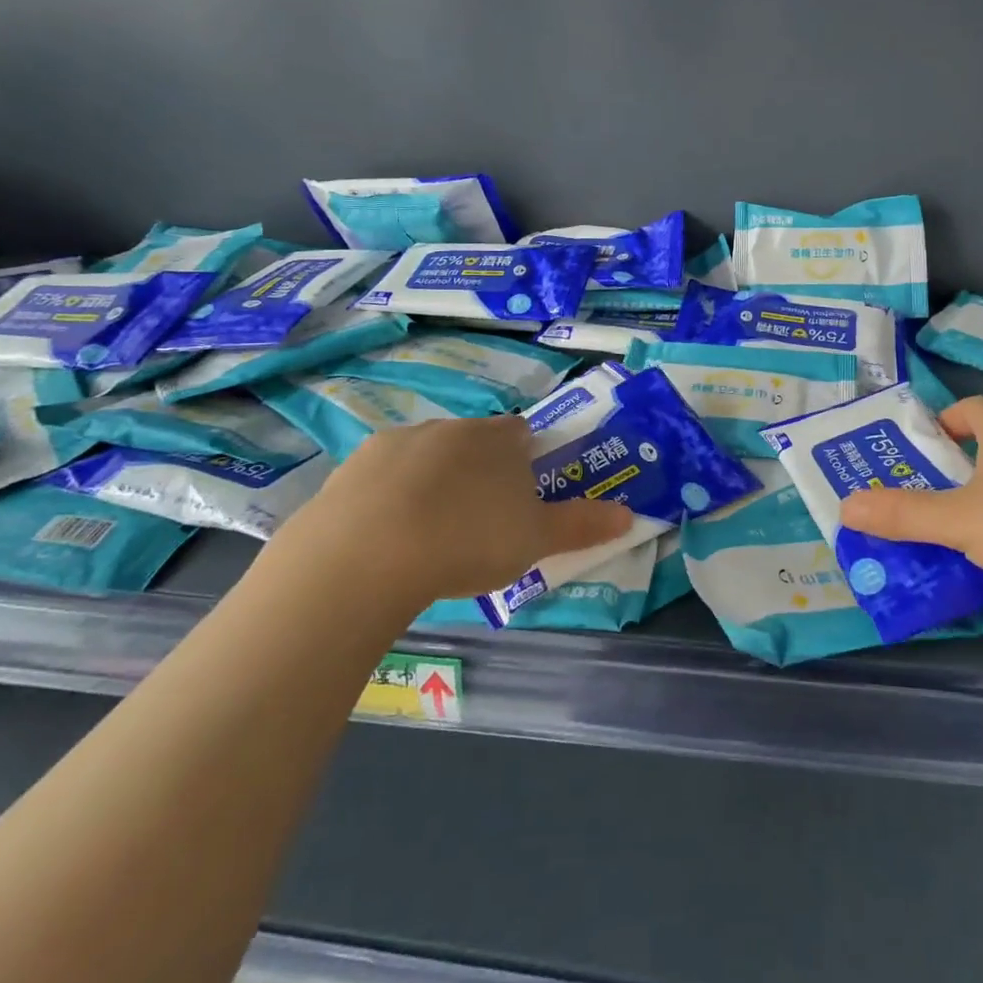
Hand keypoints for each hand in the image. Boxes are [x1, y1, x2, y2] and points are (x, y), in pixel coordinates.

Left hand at [284, 416, 633, 606]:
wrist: (367, 555)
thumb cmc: (468, 540)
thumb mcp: (536, 540)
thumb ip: (582, 525)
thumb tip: (630, 515)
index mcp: (497, 439)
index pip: (521, 432)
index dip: (526, 459)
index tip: (522, 495)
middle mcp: (449, 428)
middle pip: (473, 442)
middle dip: (479, 471)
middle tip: (479, 522)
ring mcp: (396, 443)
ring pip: (426, 456)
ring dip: (433, 482)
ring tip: (431, 535)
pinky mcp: (351, 468)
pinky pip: (381, 478)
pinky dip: (389, 498)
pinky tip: (387, 538)